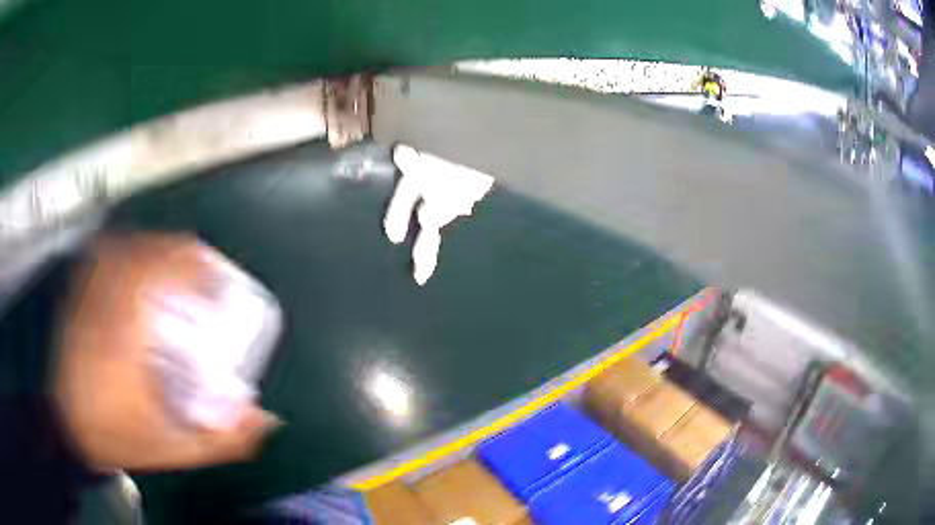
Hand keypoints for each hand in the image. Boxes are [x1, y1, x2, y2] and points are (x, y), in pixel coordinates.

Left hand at [54, 232, 280, 471]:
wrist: (67, 427)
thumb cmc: (114, 436)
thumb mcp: (170, 447)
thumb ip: (219, 438)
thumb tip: (263, 417)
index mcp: (126, 333)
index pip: (161, 276)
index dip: (194, 267)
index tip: (215, 275)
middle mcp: (105, 304)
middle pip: (144, 252)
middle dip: (179, 252)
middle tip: (201, 263)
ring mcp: (87, 296)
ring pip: (123, 247)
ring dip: (153, 247)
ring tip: (173, 258)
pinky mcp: (77, 296)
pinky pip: (100, 257)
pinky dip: (122, 249)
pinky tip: (133, 258)